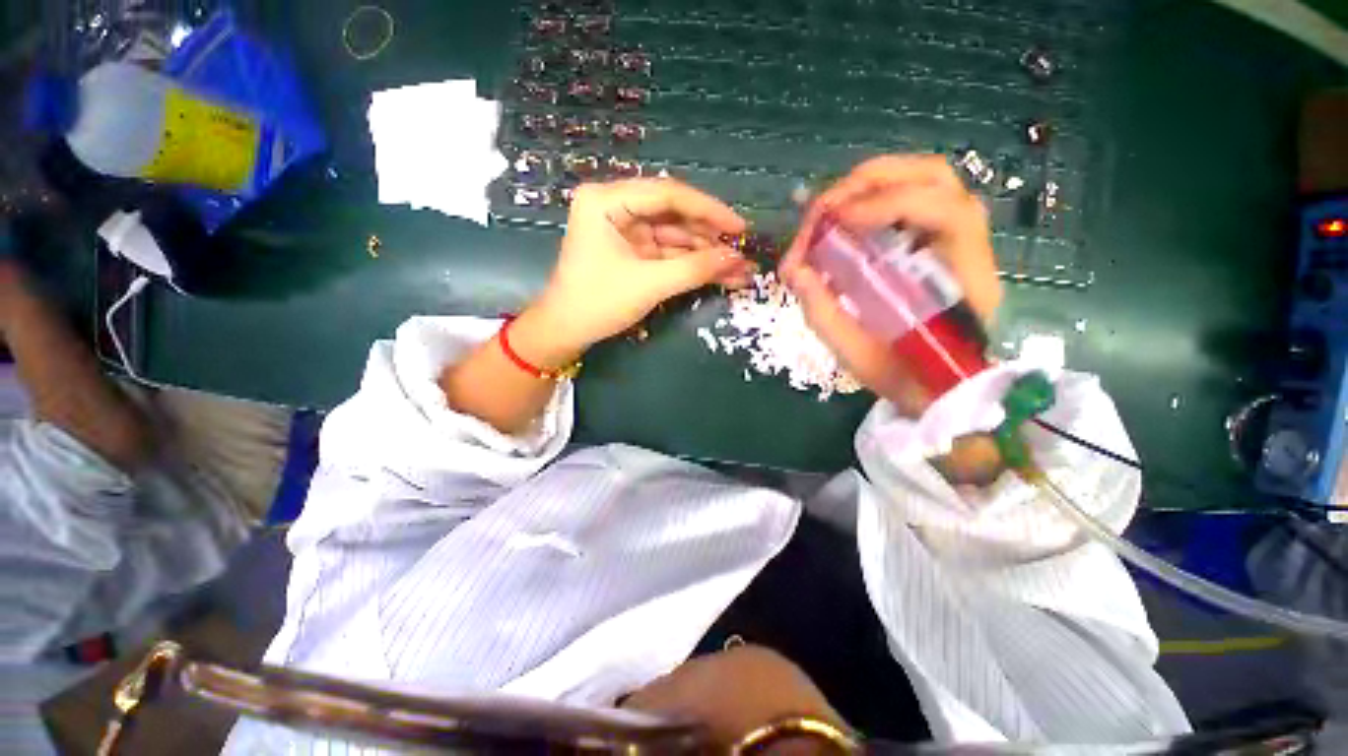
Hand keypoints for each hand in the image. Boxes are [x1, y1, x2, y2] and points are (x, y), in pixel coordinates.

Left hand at [526, 178, 752, 360]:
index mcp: (607, 200)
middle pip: (673, 215)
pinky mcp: (631, 252)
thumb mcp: (649, 284)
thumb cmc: (598, 303)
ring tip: (737, 270)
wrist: (566, 332)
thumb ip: (694, 269)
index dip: (709, 210)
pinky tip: (717, 274)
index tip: (740, 227)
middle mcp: (616, 207)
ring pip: (674, 236)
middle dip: (709, 238)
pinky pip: (667, 253)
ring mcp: (624, 230)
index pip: (668, 194)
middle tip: (742, 253)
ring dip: (704, 254)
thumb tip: (737, 259)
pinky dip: (690, 265)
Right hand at [780, 155, 1001, 412]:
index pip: (944, 212)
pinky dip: (873, 198)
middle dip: (872, 181)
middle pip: (935, 178)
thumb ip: (823, 311)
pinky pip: (910, 199)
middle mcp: (967, 247)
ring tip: (830, 208)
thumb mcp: (855, 353)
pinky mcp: (935, 242)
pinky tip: (846, 218)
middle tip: (824, 208)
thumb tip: (791, 268)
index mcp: (962, 280)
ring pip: (925, 180)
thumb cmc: (902, 377)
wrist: (936, 389)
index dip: (888, 204)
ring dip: (872, 183)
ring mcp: (954, 239)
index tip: (836, 221)